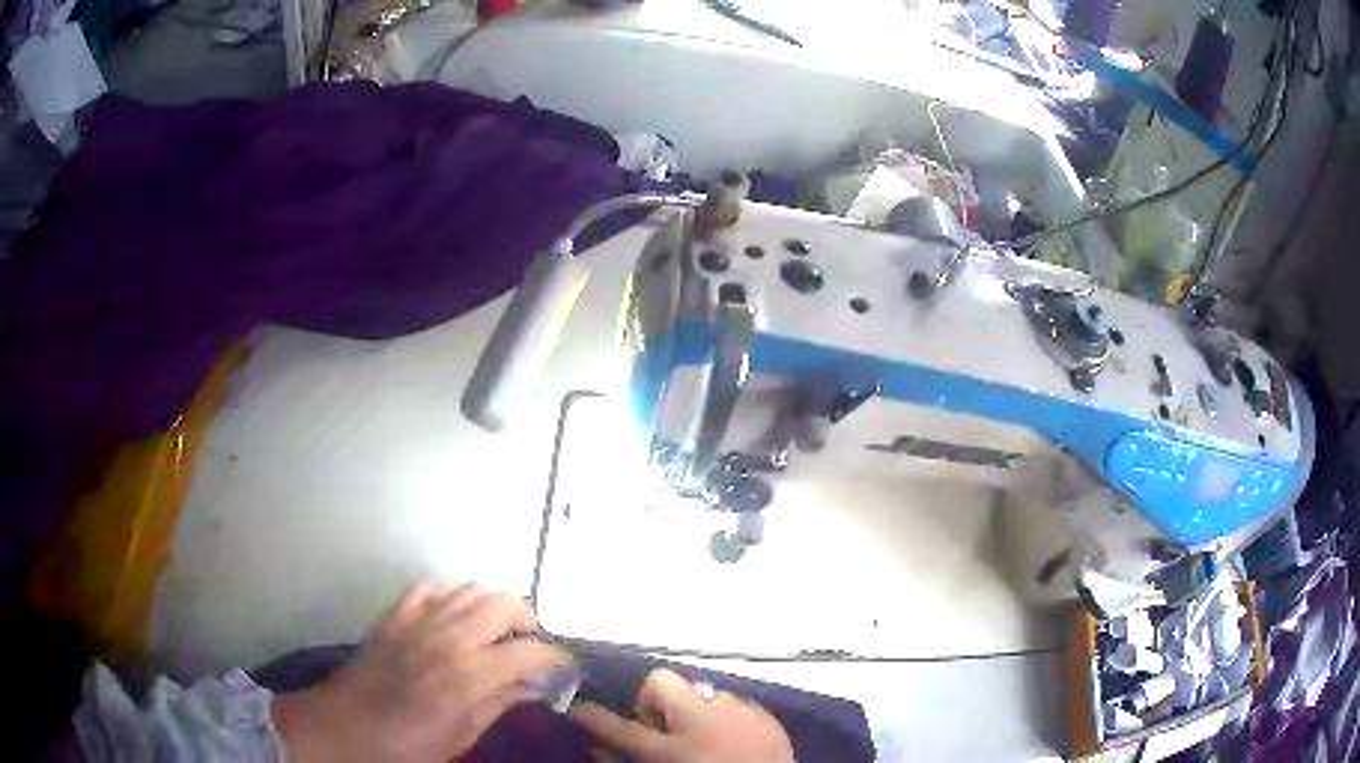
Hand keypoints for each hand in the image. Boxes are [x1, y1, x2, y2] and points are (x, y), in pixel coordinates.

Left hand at [273, 582, 571, 762]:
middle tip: (529, 650)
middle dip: (527, 621)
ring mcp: (417, 619)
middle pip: (503, 602)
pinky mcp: (394, 615)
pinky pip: (430, 589)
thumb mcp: (460, 737)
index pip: (529, 651)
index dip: (555, 659)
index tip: (564, 670)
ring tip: (494, 637)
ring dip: (491, 608)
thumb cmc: (405, 745)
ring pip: (469, 589)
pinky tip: (450, 624)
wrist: (343, 727)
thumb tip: (533, 687)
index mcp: (467, 673)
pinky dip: (449, 600)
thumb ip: (499, 705)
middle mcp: (447, 636)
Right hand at [571, 668, 793, 762]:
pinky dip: (723, 716)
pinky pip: (731, 701)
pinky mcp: (765, 714)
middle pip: (660, 683)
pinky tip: (729, 737)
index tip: (576, 707)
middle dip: (653, 701)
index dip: (592, 716)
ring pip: (699, 690)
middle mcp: (704, 724)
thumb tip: (594, 745)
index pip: (618, 727)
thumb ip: (622, 762)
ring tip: (702, 736)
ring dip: (692, 710)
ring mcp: (739, 713)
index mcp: (671, 751)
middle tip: (660, 728)